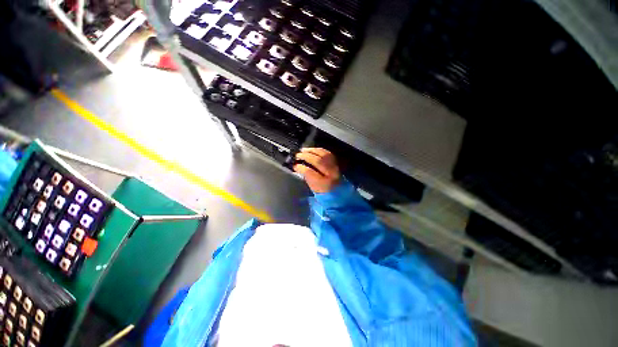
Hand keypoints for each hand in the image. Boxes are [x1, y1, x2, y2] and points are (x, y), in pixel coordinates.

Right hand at [293, 148, 340, 192]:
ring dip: (312, 151)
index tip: (295, 165)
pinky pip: (328, 153)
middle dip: (306, 156)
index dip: (301, 167)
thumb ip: (306, 176)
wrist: (339, 192)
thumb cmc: (323, 191)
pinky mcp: (337, 163)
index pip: (311, 173)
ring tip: (303, 150)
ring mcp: (336, 167)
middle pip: (318, 161)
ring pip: (323, 154)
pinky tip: (313, 150)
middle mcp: (331, 174)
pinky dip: (319, 150)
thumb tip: (298, 166)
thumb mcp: (313, 187)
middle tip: (297, 155)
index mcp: (324, 184)